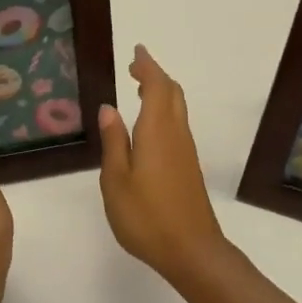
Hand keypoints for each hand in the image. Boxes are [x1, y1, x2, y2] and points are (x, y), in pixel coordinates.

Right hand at [98, 46, 231, 287]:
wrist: (192, 250)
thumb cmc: (147, 216)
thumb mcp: (116, 180)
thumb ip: (114, 142)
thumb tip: (109, 108)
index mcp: (157, 131)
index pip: (156, 86)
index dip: (147, 66)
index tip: (136, 51)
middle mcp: (176, 134)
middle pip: (172, 93)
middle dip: (155, 75)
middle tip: (135, 67)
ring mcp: (186, 151)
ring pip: (177, 108)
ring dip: (162, 92)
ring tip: (140, 88)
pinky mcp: (188, 166)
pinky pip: (177, 124)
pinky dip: (164, 111)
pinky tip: (150, 125)